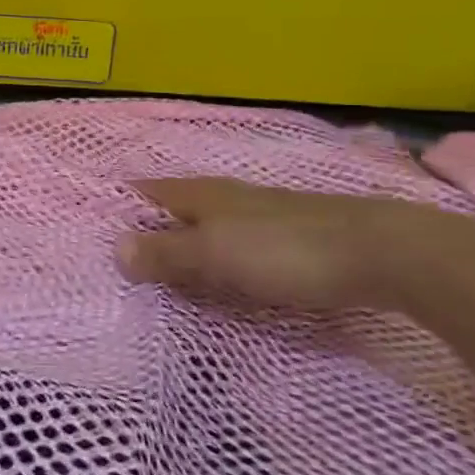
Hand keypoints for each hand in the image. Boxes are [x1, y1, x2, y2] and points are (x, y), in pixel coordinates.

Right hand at [117, 178, 474, 311]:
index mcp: (202, 194)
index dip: (121, 205)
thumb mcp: (215, 254)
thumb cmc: (284, 250)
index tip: (93, 227)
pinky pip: (235, 250)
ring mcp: (260, 218)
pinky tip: (219, 283)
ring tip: (160, 278)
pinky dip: (217, 264)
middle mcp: (226, 199)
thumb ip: (166, 252)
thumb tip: (114, 247)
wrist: (381, 254)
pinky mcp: (288, 241)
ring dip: (184, 249)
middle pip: (175, 211)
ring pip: (207, 231)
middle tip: (119, 262)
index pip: (148, 192)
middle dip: (149, 230)